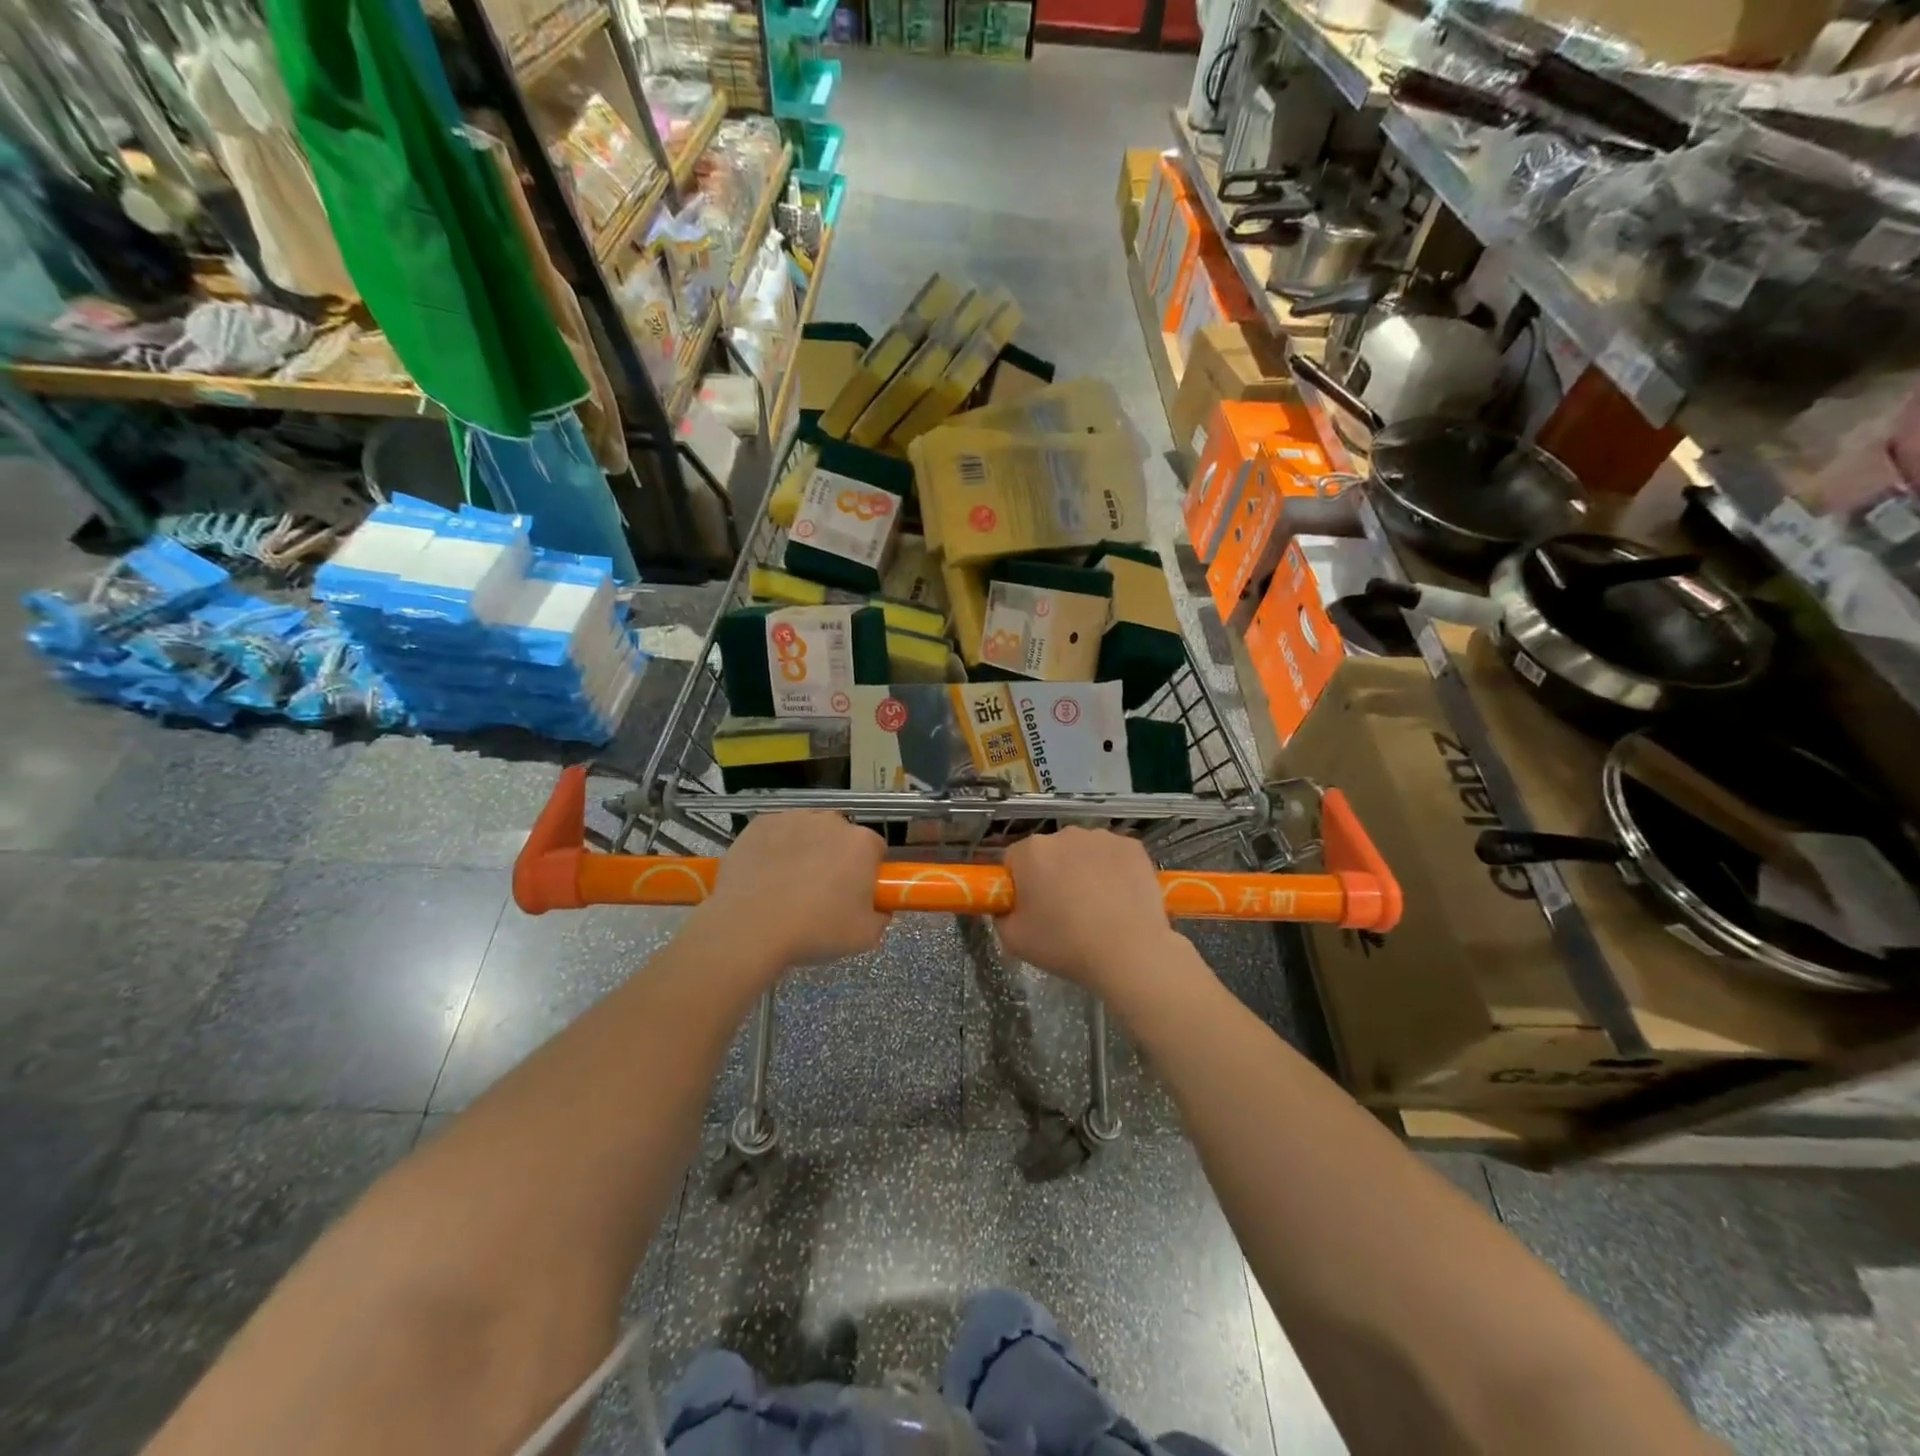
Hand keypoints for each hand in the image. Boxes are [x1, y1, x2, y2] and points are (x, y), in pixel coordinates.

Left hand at [700, 812, 888, 968]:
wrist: (749, 928)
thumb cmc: (814, 931)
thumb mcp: (864, 937)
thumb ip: (880, 917)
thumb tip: (878, 909)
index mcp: (862, 843)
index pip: (875, 850)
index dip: (867, 872)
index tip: (854, 894)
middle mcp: (831, 821)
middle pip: (841, 837)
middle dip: (836, 857)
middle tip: (821, 893)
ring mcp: (793, 818)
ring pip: (807, 832)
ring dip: (805, 850)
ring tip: (788, 886)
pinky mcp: (760, 823)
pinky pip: (776, 833)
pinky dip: (775, 849)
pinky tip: (765, 876)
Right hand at [998, 828, 1183, 994]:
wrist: (1130, 953)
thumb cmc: (1066, 945)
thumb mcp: (1013, 940)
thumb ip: (1001, 915)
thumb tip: (1009, 907)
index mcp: (1031, 851)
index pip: (1014, 860)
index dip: (1020, 884)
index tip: (1031, 908)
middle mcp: (1065, 834)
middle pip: (1050, 852)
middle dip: (1052, 873)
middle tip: (1063, 910)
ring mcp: (1102, 837)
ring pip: (1083, 851)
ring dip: (1084, 869)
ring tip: (1097, 907)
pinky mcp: (1133, 846)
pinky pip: (1113, 855)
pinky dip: (1113, 870)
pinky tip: (1120, 898)